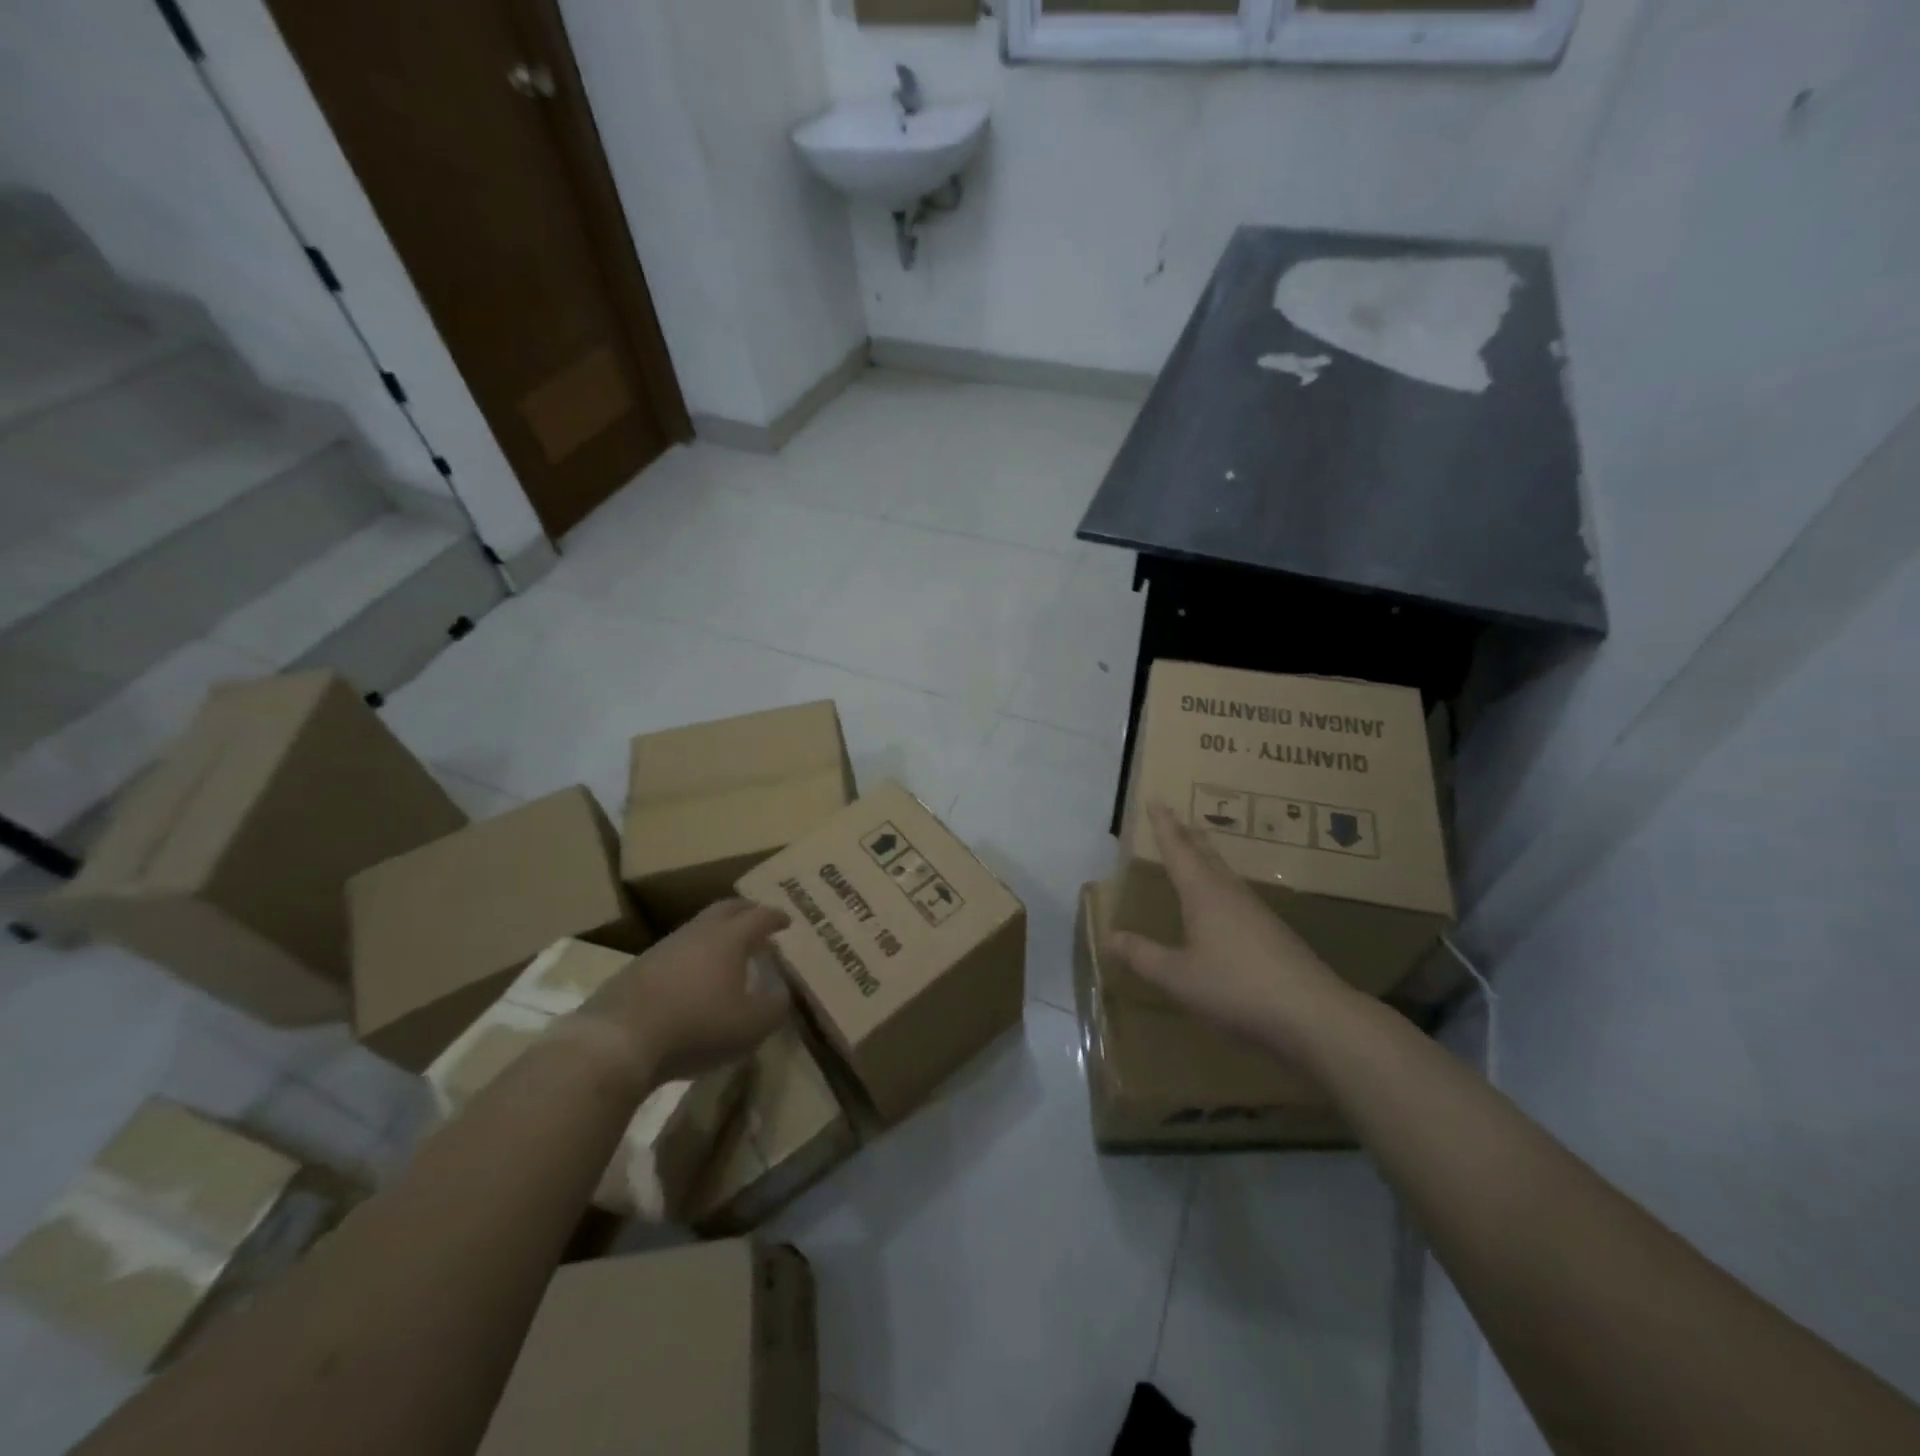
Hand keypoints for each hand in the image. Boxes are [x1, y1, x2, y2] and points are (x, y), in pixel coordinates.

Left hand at [572, 899, 791, 1085]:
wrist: (618, 1040)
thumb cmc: (697, 1026)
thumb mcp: (751, 1025)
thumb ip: (775, 1007)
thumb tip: (781, 993)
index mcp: (729, 938)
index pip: (759, 916)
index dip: (775, 917)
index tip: (786, 921)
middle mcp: (697, 932)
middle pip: (725, 909)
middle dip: (745, 911)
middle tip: (757, 920)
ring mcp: (663, 948)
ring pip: (697, 928)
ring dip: (716, 934)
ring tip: (727, 952)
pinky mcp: (638, 969)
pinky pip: (675, 952)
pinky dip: (692, 956)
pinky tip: (692, 977)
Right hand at [1106, 804, 1356, 1063]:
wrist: (1314, 1016)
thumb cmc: (1236, 988)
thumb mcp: (1178, 977)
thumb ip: (1143, 956)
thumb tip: (1109, 936)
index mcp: (1204, 894)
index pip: (1178, 850)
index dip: (1164, 825)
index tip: (1156, 800)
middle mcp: (1231, 894)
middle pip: (1207, 855)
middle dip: (1189, 836)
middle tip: (1178, 819)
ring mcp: (1258, 914)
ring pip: (1226, 875)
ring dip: (1208, 860)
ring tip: (1198, 855)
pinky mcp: (1275, 936)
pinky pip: (1239, 898)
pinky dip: (1222, 889)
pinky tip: (1225, 908)